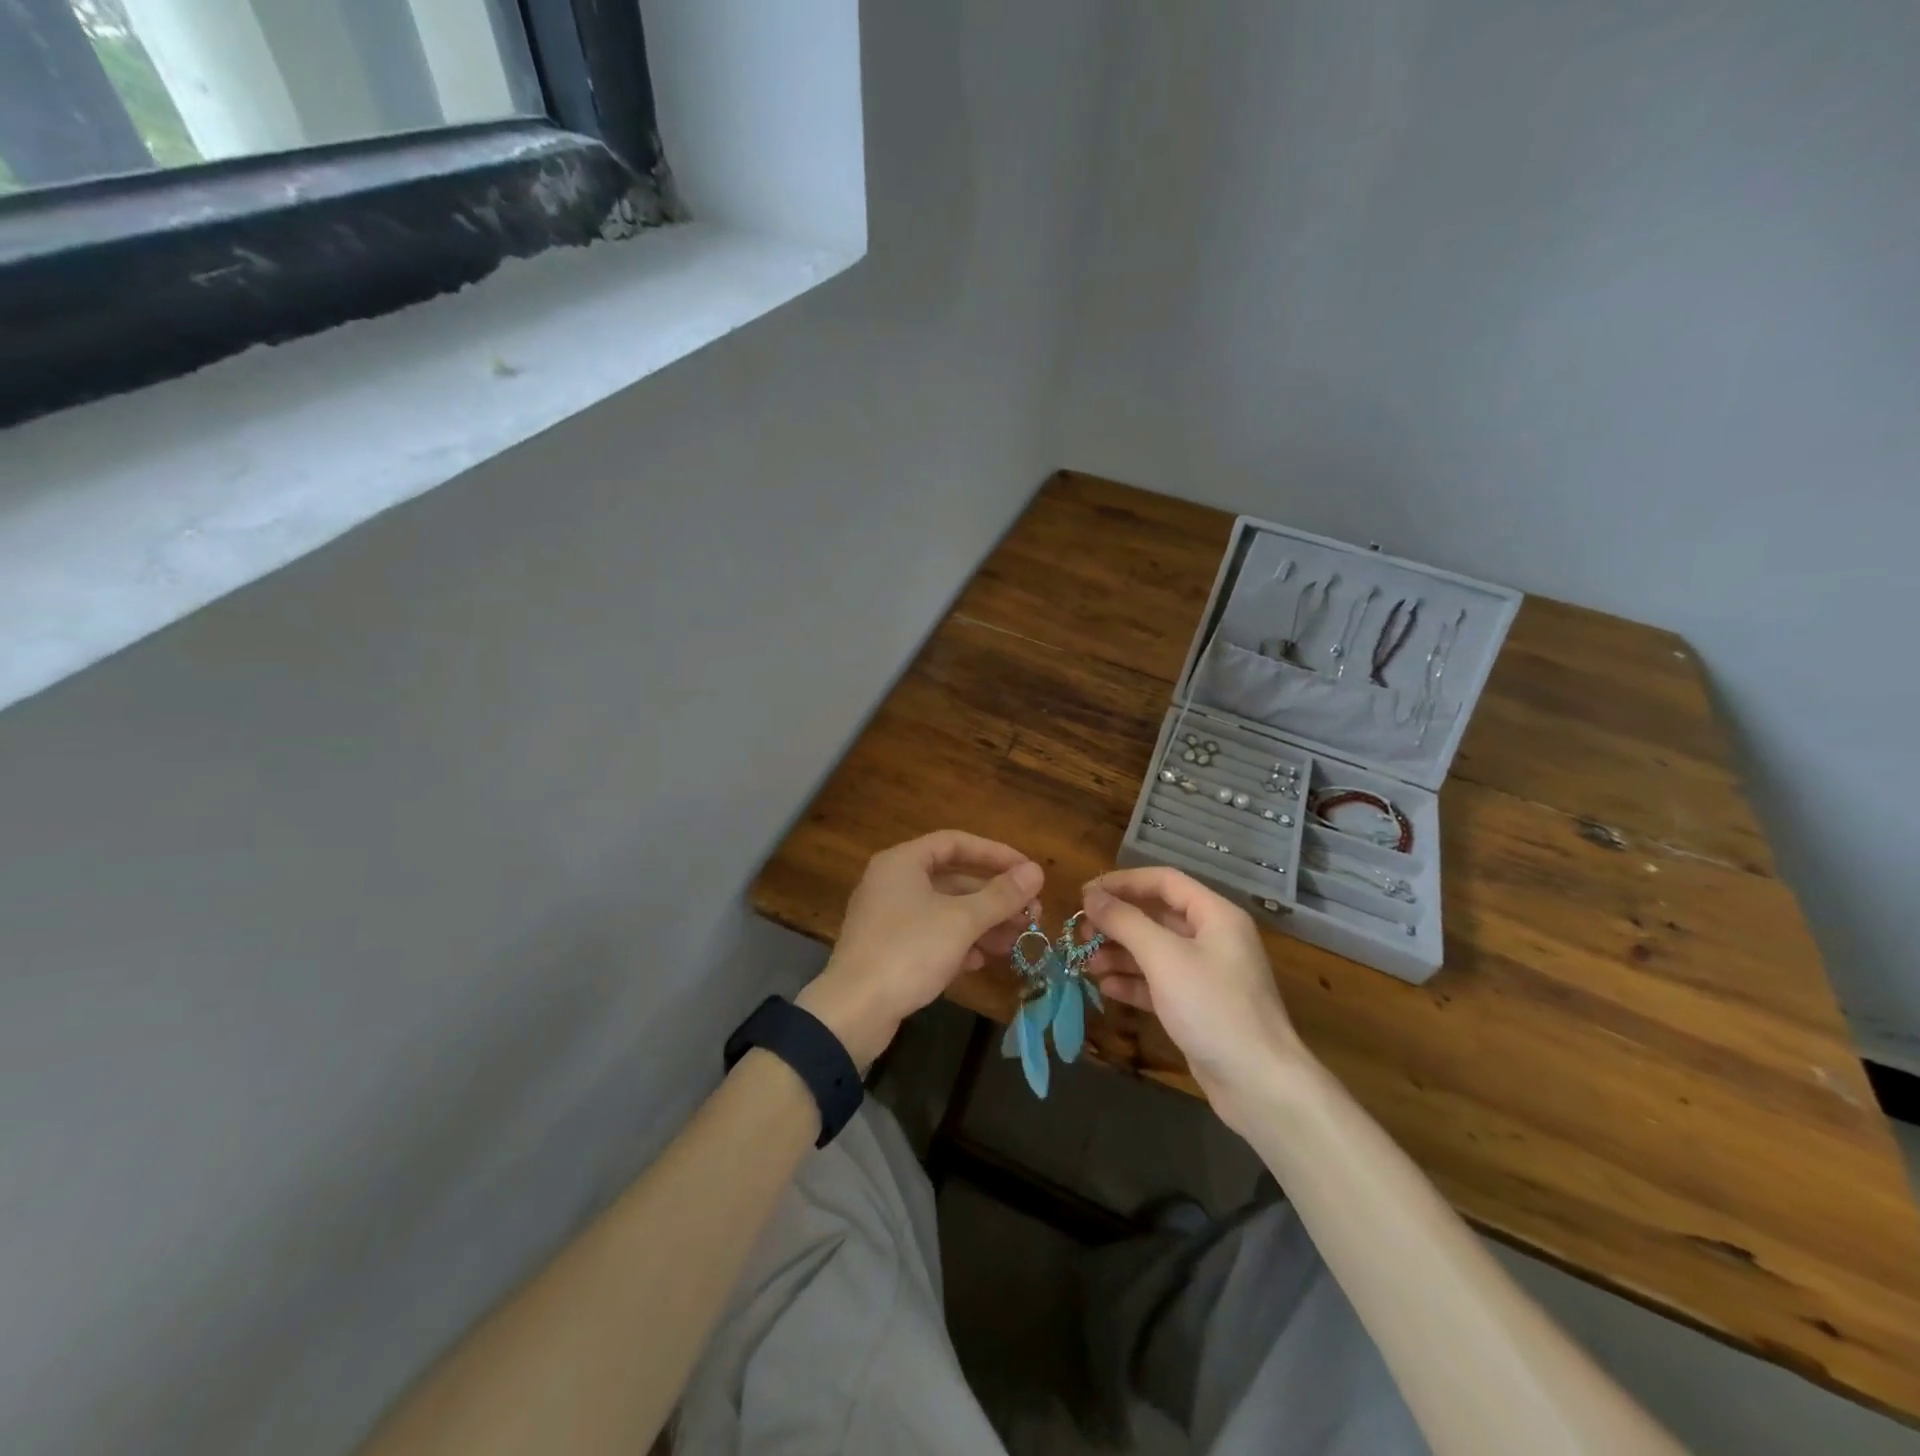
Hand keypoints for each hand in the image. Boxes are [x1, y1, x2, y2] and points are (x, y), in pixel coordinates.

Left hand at [797, 831, 1043, 1067]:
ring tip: (1016, 941)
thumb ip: (1001, 896)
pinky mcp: (888, 949)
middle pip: (952, 879)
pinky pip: (931, 936)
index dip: (995, 853)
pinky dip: (958, 943)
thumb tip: (1036, 871)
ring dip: (982, 923)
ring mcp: (888, 917)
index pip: (955, 843)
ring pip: (944, 911)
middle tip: (1031, 914)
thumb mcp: (961, 921)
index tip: (1027, 871)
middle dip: (993, 897)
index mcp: (903, 862)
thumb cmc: (908, 951)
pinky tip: (982, 961)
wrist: (853, 1011)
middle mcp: (892, 882)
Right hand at [1081, 867, 1304, 1134]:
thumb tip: (1091, 895)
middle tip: (1080, 932)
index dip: (1123, 882)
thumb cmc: (1213, 1007)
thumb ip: (1125, 921)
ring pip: (1155, 950)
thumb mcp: (1164, 957)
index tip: (1085, 893)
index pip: (1164, 881)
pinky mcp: (1199, 1006)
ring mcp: (1207, 974)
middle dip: (1117, 922)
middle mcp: (1213, 938)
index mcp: (1215, 915)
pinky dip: (1133, 981)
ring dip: (1120, 953)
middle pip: (1157, 916)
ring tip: (1086, 962)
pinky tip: (1105, 987)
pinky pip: (1160, 982)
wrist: (1259, 1084)